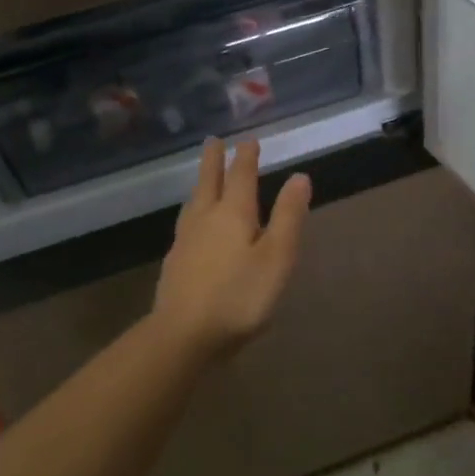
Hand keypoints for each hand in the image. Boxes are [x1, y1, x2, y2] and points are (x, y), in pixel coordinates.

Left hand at [153, 137, 311, 358]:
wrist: (182, 335)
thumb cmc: (238, 296)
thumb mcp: (276, 257)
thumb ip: (288, 216)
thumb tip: (299, 176)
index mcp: (233, 213)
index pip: (241, 176)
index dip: (246, 157)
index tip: (248, 141)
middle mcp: (206, 218)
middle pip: (209, 181)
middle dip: (214, 160)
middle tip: (213, 141)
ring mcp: (186, 240)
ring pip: (194, 202)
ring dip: (200, 183)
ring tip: (202, 178)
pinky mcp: (175, 262)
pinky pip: (186, 224)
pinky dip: (193, 212)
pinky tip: (192, 225)